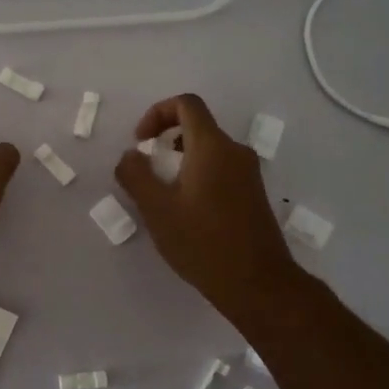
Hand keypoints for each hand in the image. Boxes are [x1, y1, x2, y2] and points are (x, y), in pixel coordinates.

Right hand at [115, 93, 301, 319]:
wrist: (257, 283)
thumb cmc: (203, 242)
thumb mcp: (157, 209)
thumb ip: (136, 175)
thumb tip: (130, 156)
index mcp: (212, 147)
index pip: (186, 104)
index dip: (157, 113)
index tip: (141, 143)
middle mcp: (235, 152)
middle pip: (197, 127)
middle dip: (166, 141)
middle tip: (148, 173)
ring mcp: (249, 174)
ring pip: (209, 151)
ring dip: (181, 162)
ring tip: (163, 197)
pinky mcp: (253, 195)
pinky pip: (221, 171)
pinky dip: (198, 177)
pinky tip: (186, 214)